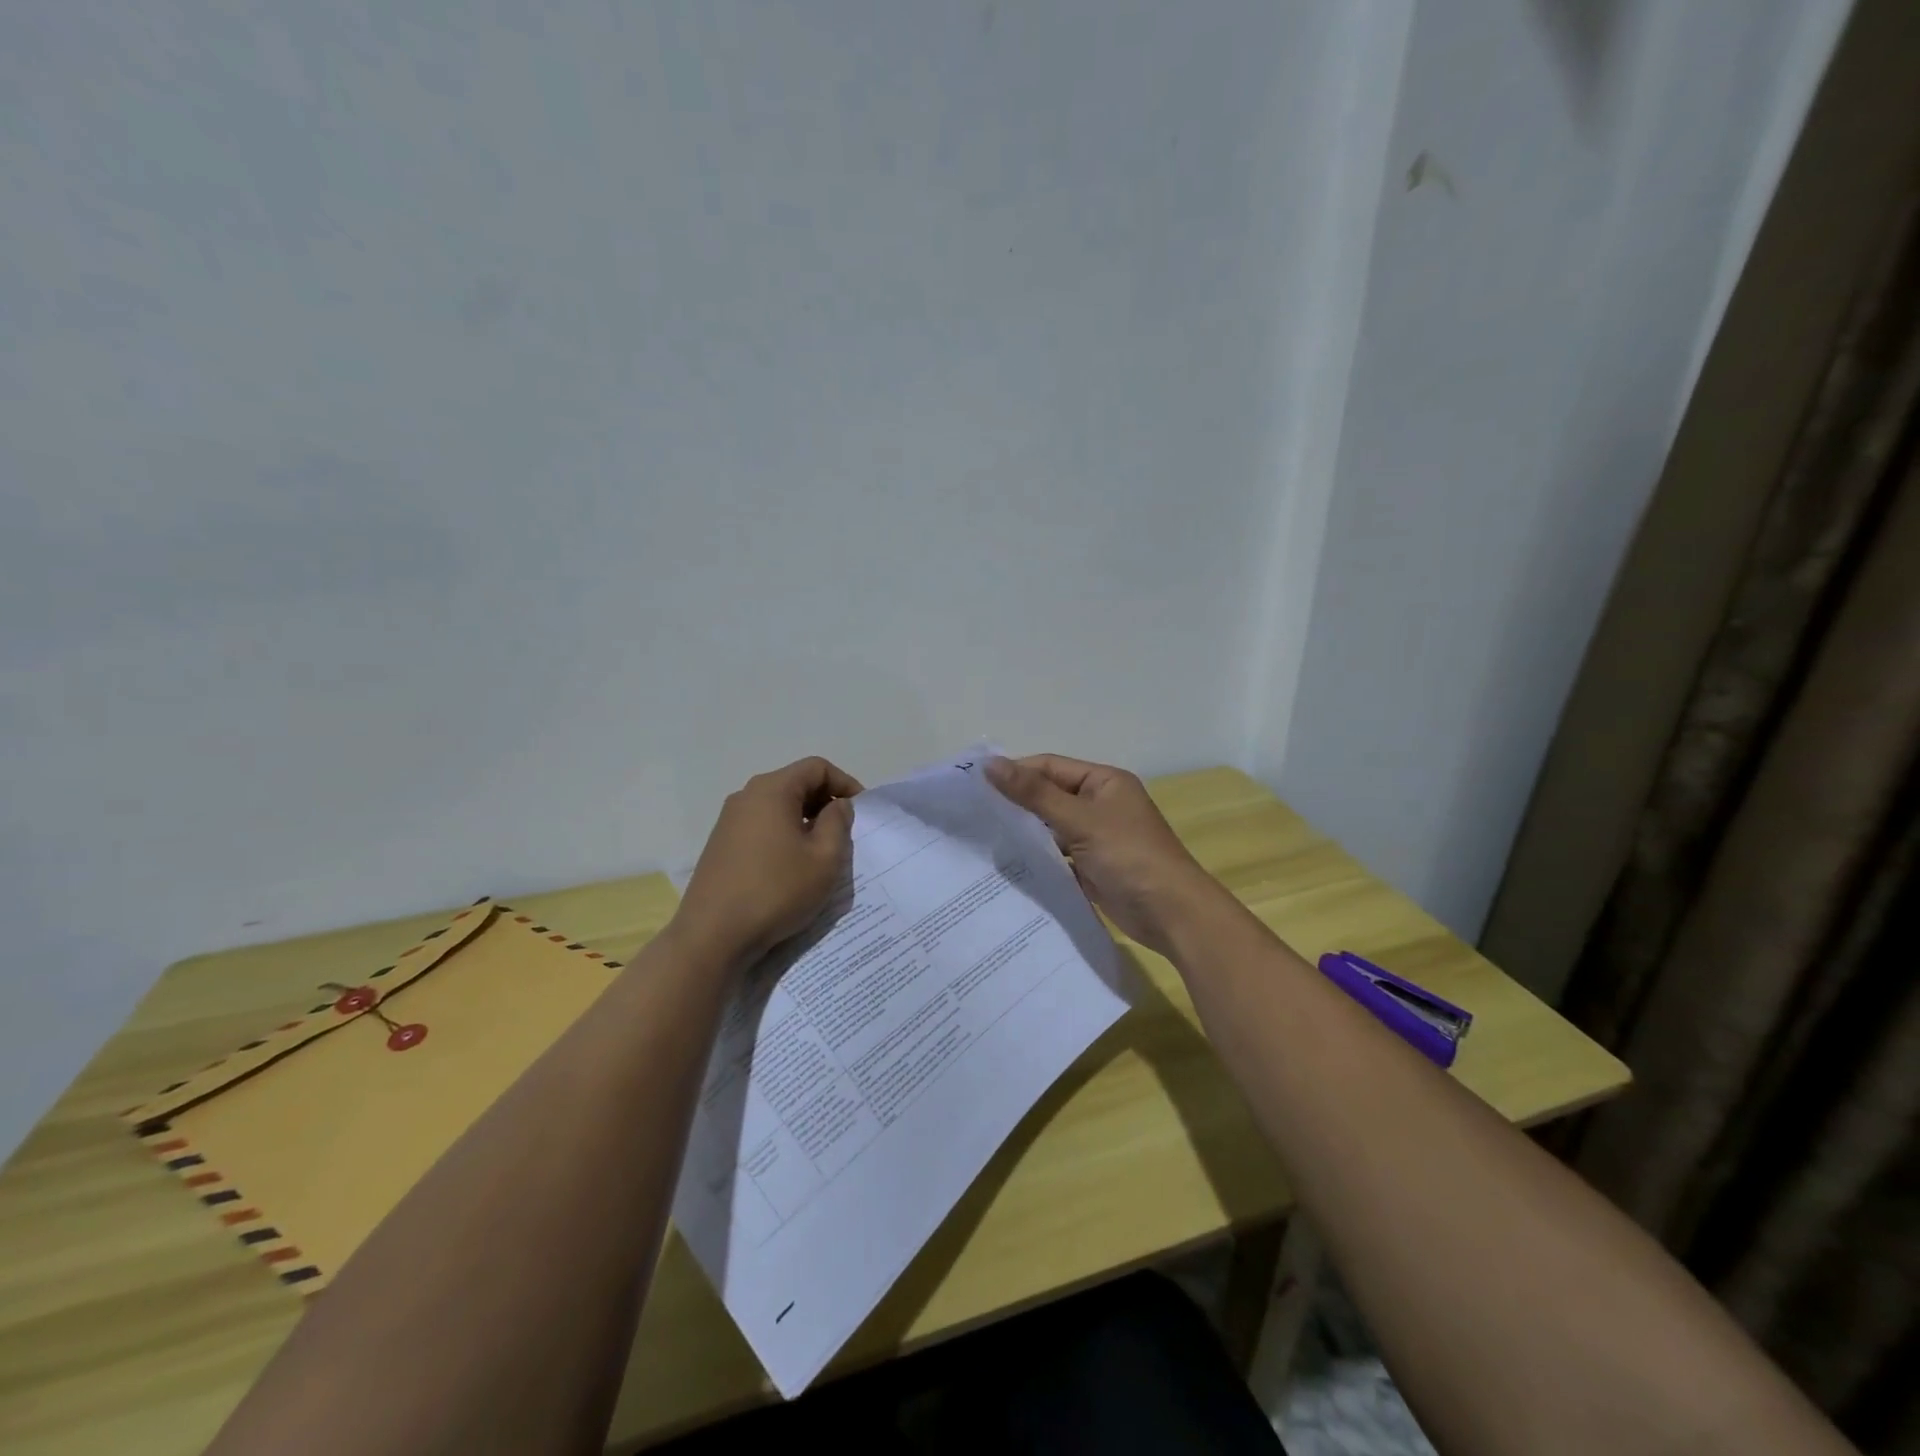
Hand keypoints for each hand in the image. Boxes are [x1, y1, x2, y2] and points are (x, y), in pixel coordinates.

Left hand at [672, 756, 862, 967]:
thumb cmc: (776, 891)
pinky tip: (792, 866)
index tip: (861, 812)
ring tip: (821, 851)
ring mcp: (729, 820)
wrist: (712, 936)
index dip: (845, 783)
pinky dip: (784, 834)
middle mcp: (746, 796)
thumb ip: (838, 823)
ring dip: (805, 820)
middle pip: (795, 783)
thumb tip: (837, 805)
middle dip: (825, 801)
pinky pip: (762, 825)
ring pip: (778, 806)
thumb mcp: (824, 858)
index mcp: (772, 790)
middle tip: (845, 832)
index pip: (816, 767)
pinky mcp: (721, 844)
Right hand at [985, 753, 1222, 957]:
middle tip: (972, 814)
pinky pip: (1058, 856)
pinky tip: (1008, 865)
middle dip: (1016, 804)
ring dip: (1024, 833)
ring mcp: (1097, 837)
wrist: (1172, 915)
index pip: (1050, 767)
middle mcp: (1100, 804)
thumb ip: (1034, 793)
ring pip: (1051, 828)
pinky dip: (1038, 858)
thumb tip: (990, 764)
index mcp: (1104, 782)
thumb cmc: (1129, 856)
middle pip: (1049, 796)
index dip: (1015, 773)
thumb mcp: (1080, 820)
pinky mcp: (1092, 867)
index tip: (974, 785)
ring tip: (982, 839)